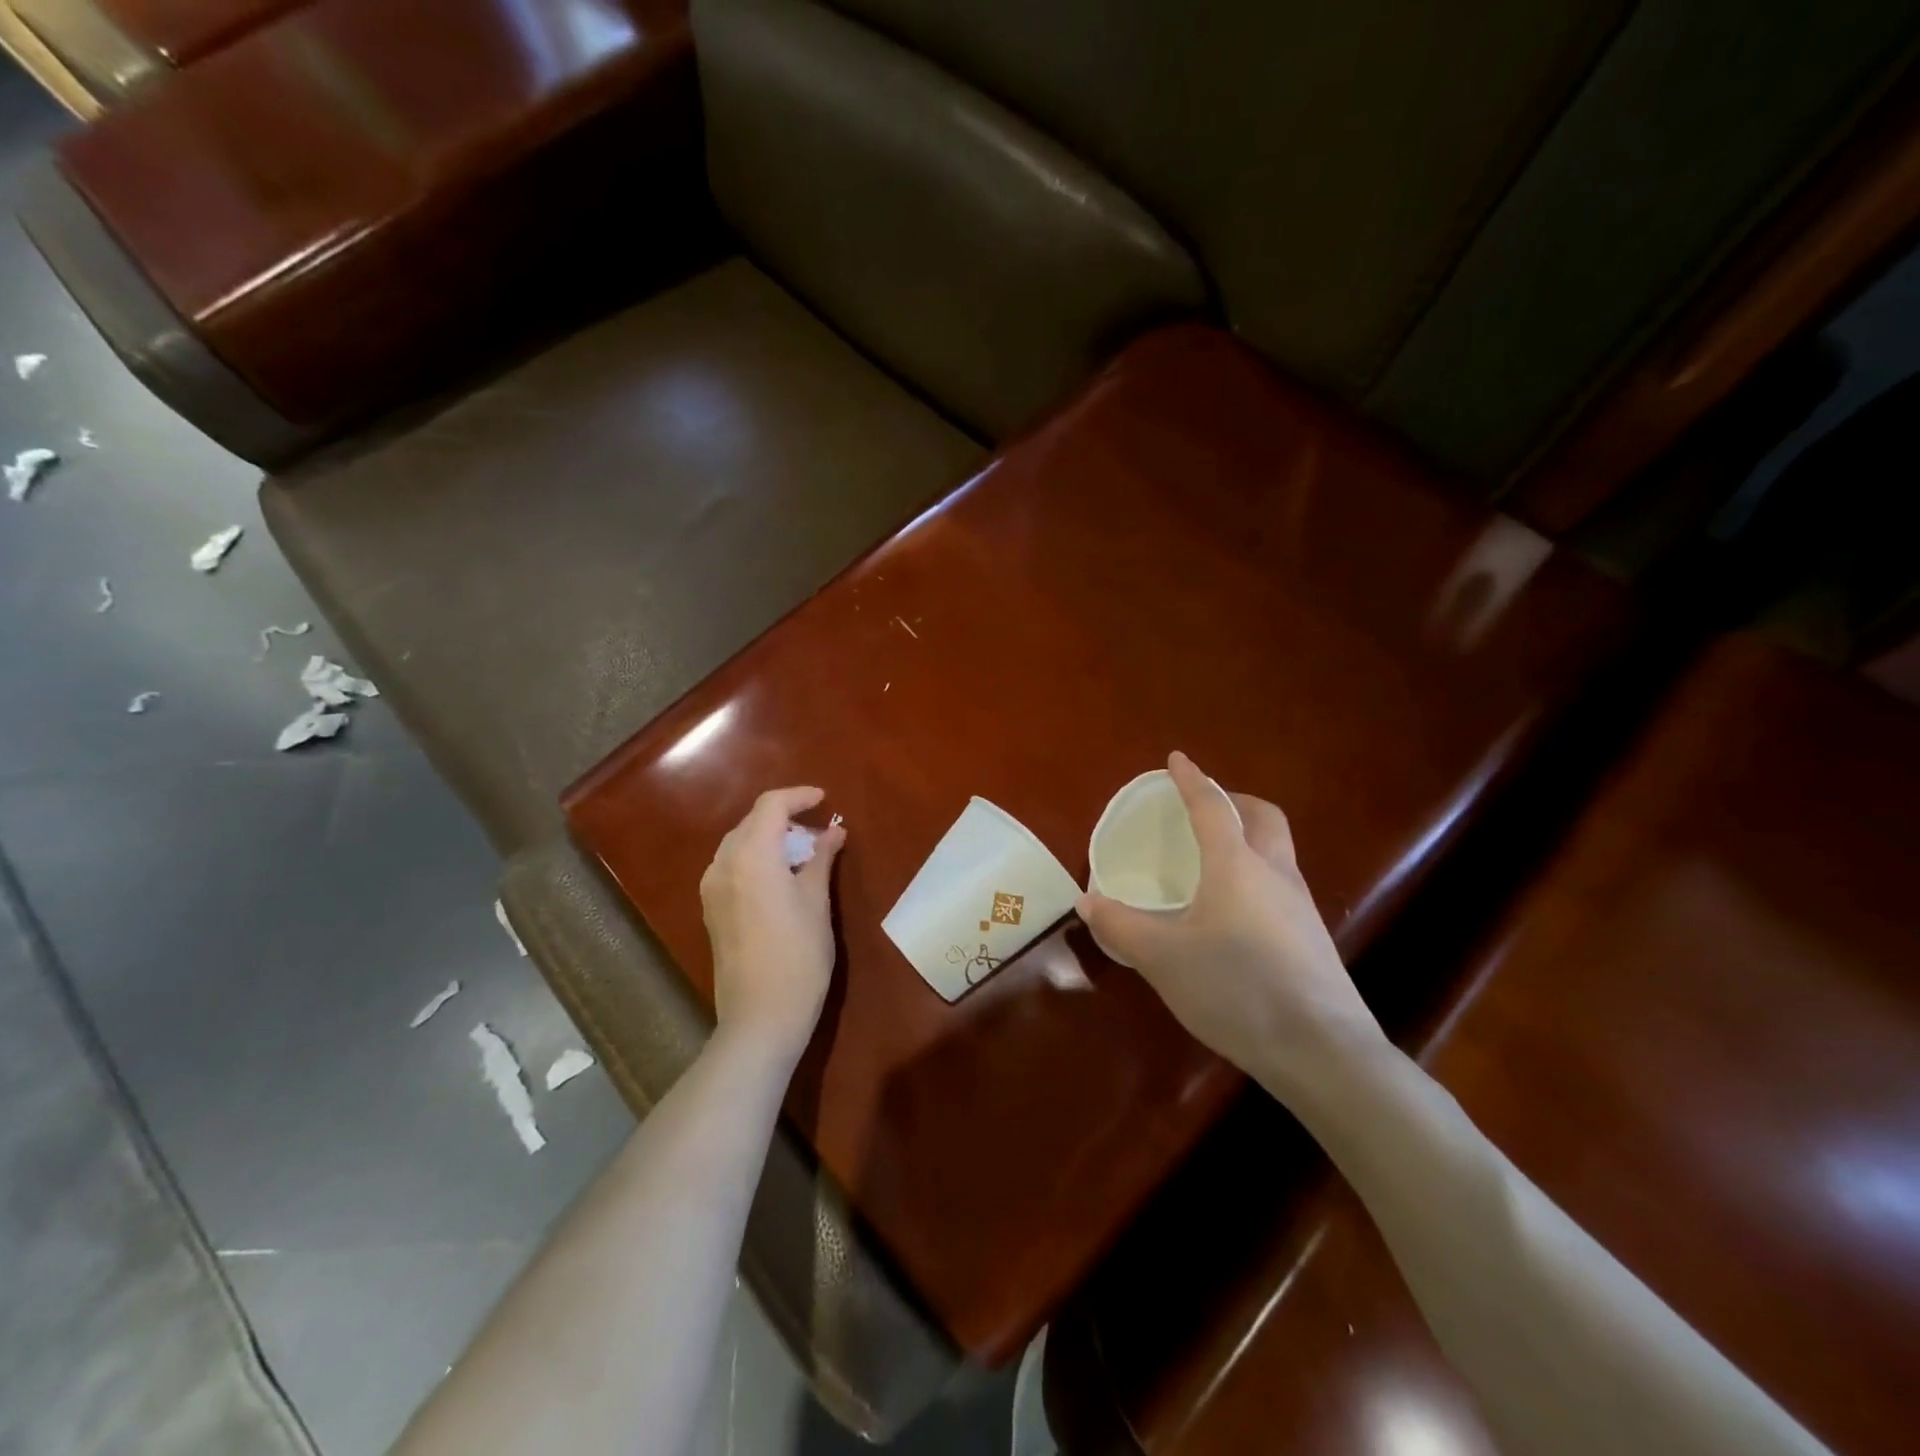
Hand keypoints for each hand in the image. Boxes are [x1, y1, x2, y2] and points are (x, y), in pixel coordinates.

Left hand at [700, 787, 847, 1061]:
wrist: (761, 1016)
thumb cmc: (799, 955)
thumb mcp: (817, 902)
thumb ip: (821, 858)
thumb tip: (833, 831)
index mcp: (751, 855)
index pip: (770, 806)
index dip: (799, 797)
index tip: (825, 801)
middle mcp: (723, 864)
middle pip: (751, 822)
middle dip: (785, 818)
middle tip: (819, 831)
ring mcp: (712, 888)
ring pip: (739, 843)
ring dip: (769, 838)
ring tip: (802, 854)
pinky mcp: (711, 909)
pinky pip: (732, 866)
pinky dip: (756, 859)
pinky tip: (780, 878)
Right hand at [1078, 752, 1383, 1078]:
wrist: (1321, 1050)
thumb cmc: (1235, 988)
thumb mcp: (1163, 959)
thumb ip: (1121, 927)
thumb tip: (1086, 902)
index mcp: (1235, 865)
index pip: (1211, 807)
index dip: (1192, 780)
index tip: (1177, 759)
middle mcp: (1274, 873)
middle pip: (1262, 816)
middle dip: (1233, 800)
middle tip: (1204, 808)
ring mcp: (1300, 905)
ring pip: (1277, 849)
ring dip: (1248, 836)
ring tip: (1215, 858)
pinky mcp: (1312, 936)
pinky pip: (1281, 882)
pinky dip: (1256, 872)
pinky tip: (1235, 910)